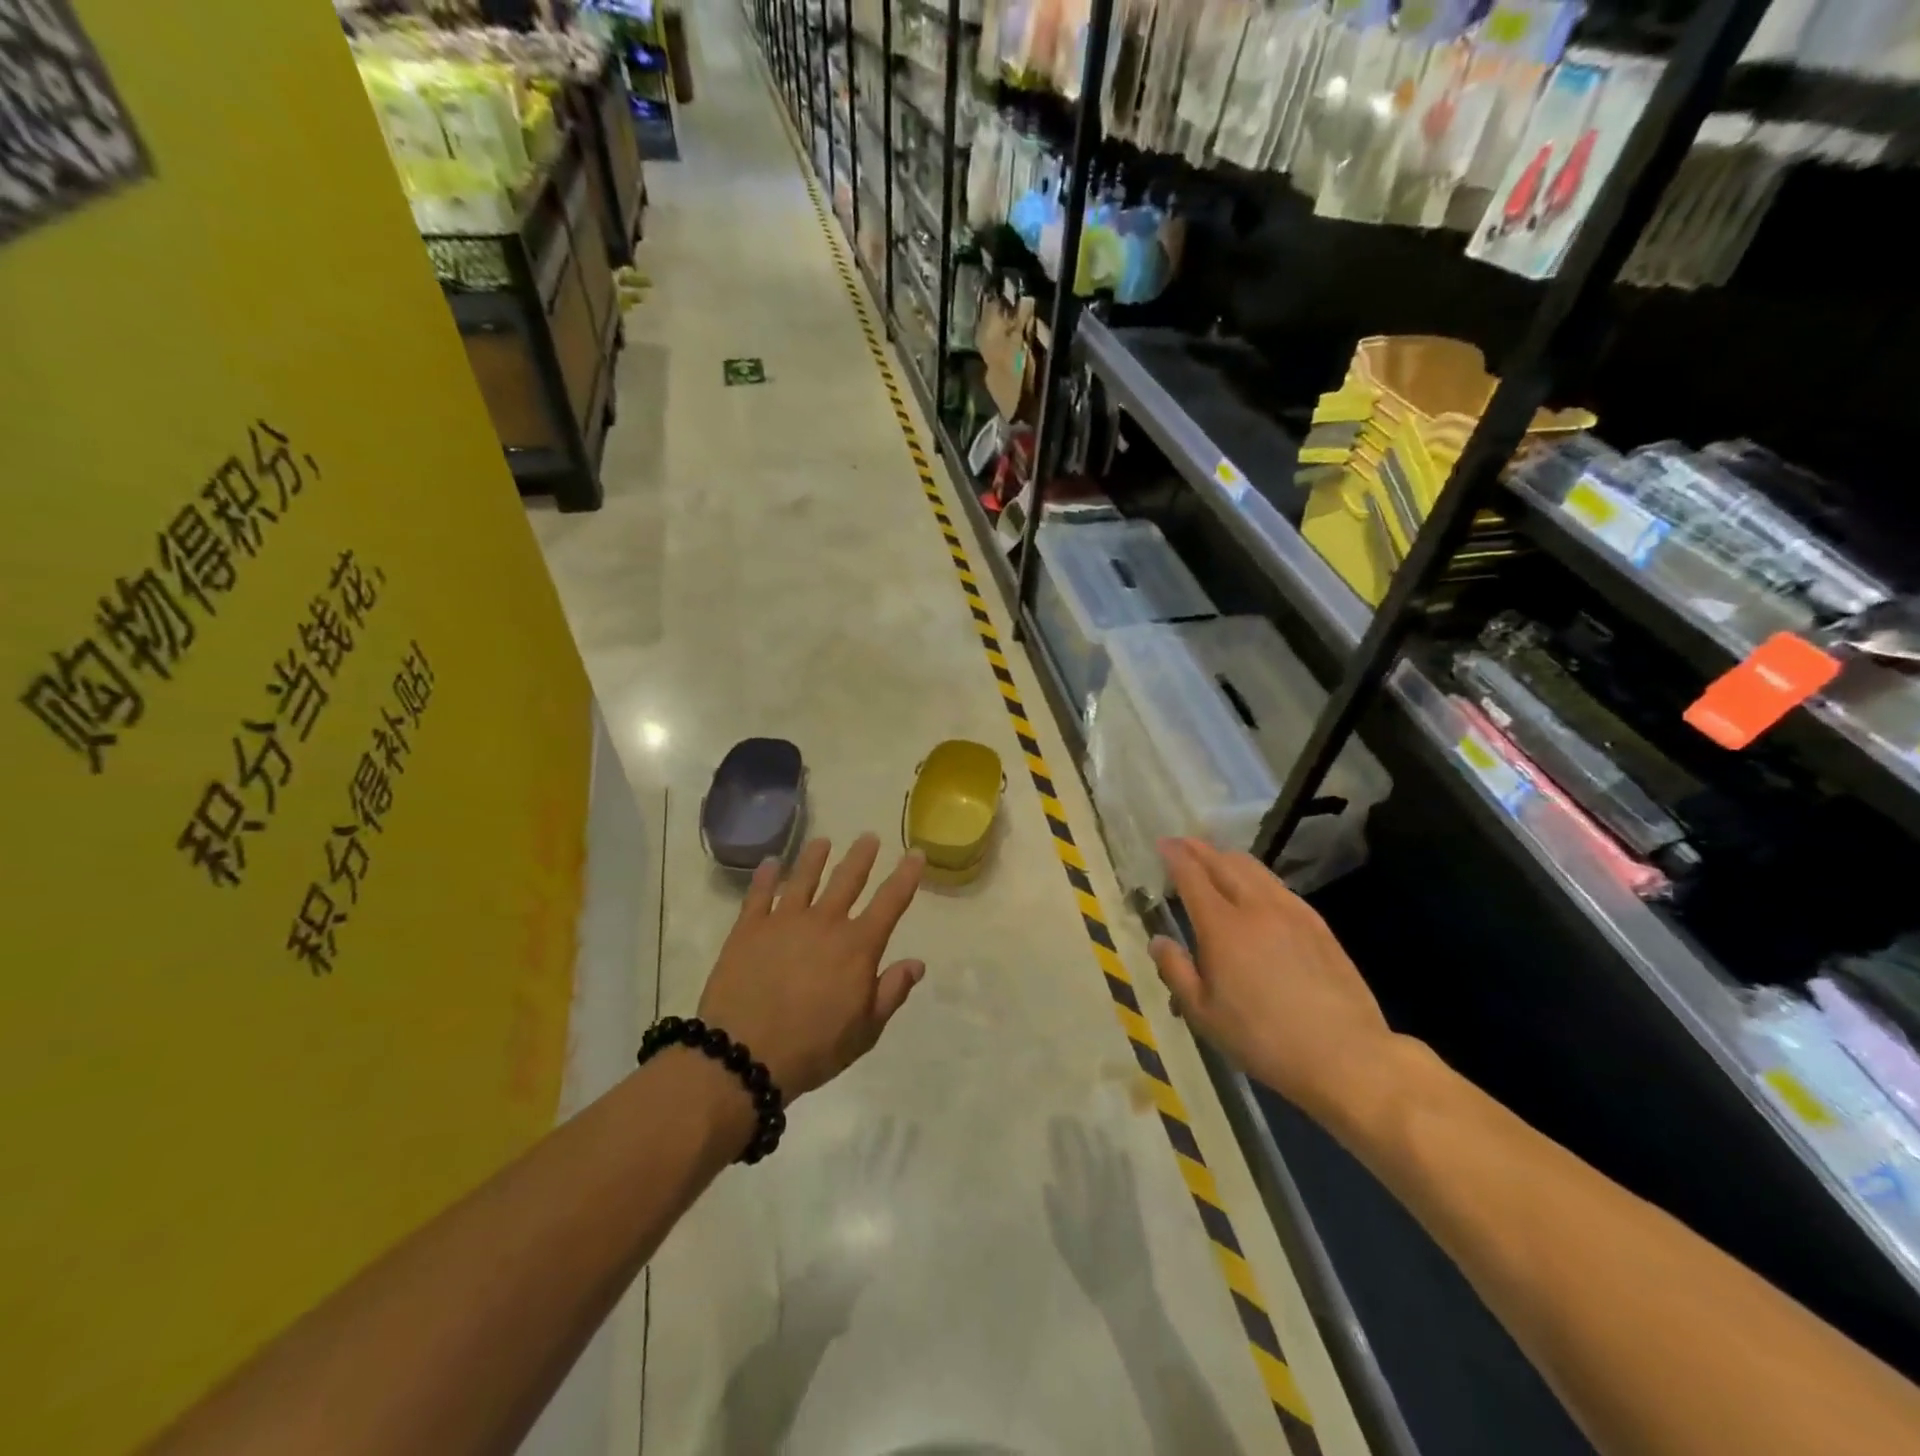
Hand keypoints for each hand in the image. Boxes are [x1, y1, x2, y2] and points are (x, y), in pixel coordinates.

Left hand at [698, 834, 925, 1099]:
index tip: (915, 853)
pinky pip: (759, 894)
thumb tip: (916, 963)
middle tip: (869, 837)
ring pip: (804, 878)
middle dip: (861, 856)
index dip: (906, 876)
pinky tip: (769, 863)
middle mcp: (825, 923)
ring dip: (815, 857)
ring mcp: (784, 921)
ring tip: (822, 841)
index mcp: (857, 946)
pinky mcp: (749, 929)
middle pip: (847, 880)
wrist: (744, 1055)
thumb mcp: (865, 1030)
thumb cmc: (813, 1048)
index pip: (890, 902)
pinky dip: (766, 876)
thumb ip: (891, 992)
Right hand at [1150, 837, 1394, 1124]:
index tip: (1163, 843)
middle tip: (1182, 843)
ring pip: (1255, 869)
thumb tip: (1159, 941)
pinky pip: (1278, 886)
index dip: (1175, 856)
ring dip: (1228, 858)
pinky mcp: (1318, 924)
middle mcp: (1255, 907)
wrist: (1345, 1054)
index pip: (1192, 876)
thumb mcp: (1204, 1015)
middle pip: (1224, 863)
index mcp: (1222, 927)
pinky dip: (1256, 876)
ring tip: (1215, 860)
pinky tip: (1255, 890)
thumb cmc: (1263, 1039)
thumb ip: (1176, 972)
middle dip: (1199, 849)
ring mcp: (1291, 912)